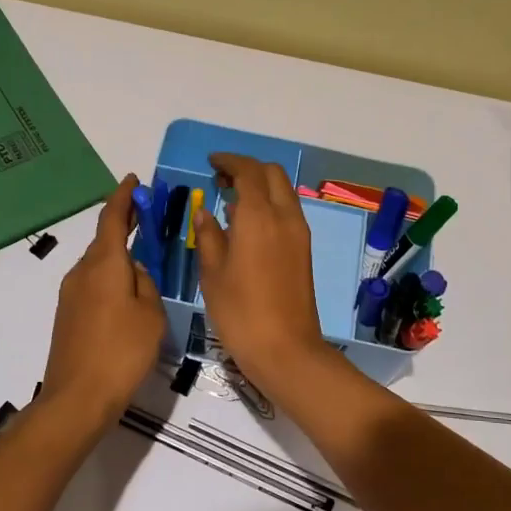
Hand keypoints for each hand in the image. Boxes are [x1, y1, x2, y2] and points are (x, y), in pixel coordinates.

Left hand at [42, 175, 165, 428]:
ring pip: (99, 264)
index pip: (112, 218)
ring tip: (145, 259)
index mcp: (104, 264)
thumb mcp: (151, 314)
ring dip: (119, 254)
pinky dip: (111, 277)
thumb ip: (146, 284)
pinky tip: (128, 294)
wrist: (78, 397)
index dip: (124, 197)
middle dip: (125, 224)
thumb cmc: (122, 351)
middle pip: (104, 239)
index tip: (134, 180)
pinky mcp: (68, 315)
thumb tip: (135, 271)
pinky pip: (93, 284)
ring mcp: (71, 294)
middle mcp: (82, 272)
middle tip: (148, 216)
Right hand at [193, 153, 334, 390]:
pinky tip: (248, 225)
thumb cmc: (240, 312)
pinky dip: (269, 205)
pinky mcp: (304, 251)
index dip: (229, 161)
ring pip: (283, 192)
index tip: (211, 163)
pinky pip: (288, 212)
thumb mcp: (212, 274)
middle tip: (221, 180)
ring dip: (260, 187)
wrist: (285, 349)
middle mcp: (285, 217)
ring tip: (231, 201)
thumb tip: (206, 213)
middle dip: (248, 169)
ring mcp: (299, 234)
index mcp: (260, 216)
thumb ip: (209, 236)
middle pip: (272, 175)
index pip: (248, 171)